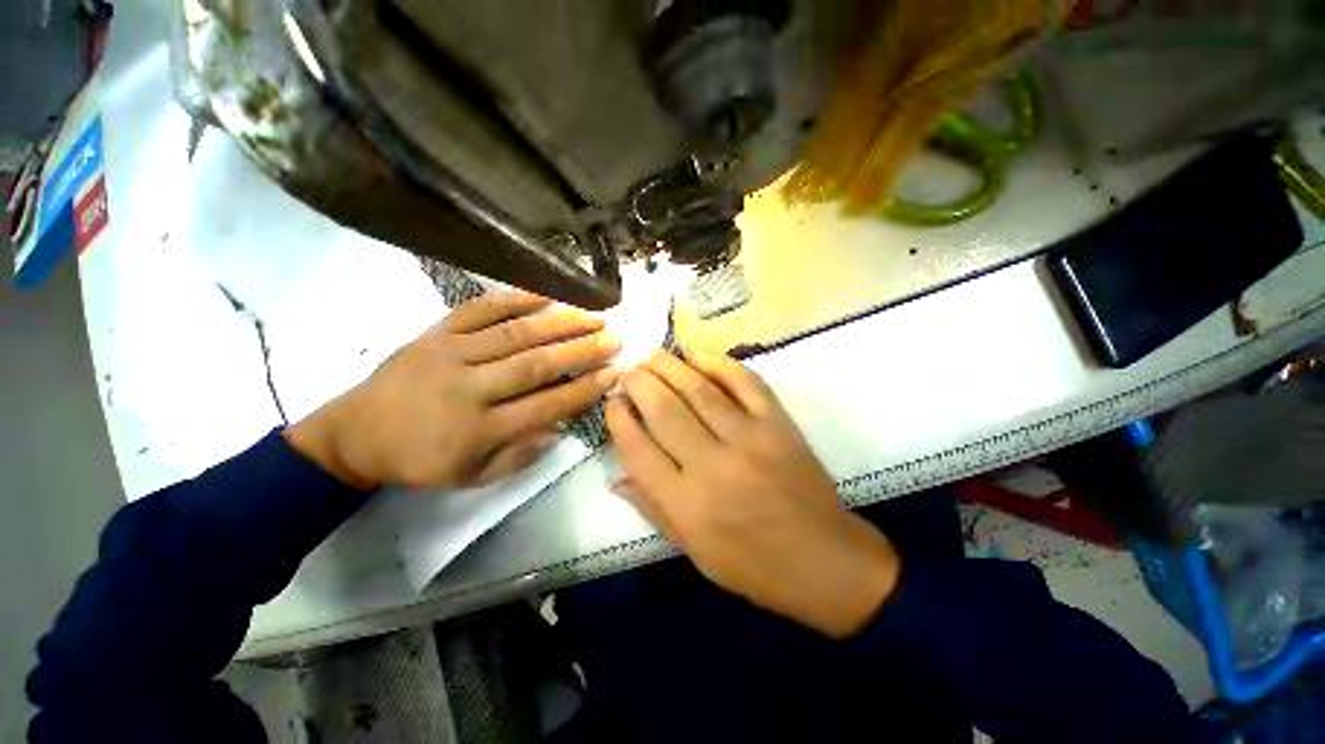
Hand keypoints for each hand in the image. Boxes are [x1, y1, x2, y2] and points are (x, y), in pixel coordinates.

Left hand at [287, 291, 619, 490]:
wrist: (355, 434)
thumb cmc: (419, 461)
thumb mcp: (471, 477)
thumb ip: (519, 456)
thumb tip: (560, 428)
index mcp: (478, 429)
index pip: (545, 405)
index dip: (584, 389)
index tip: (613, 374)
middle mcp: (469, 388)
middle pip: (536, 364)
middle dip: (582, 350)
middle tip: (613, 339)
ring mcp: (450, 354)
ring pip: (515, 333)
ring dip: (560, 322)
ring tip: (592, 315)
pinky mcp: (435, 333)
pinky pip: (478, 310)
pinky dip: (514, 298)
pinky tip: (545, 294)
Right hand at [605, 350, 898, 637]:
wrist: (825, 561)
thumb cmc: (754, 566)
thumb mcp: (695, 552)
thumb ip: (653, 510)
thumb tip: (617, 477)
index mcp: (687, 504)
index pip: (639, 451)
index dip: (620, 422)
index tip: (612, 402)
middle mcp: (713, 466)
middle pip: (666, 412)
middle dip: (640, 384)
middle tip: (627, 370)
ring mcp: (750, 439)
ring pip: (700, 392)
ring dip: (671, 367)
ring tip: (652, 355)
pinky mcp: (778, 425)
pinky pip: (746, 384)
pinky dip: (721, 364)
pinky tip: (699, 355)